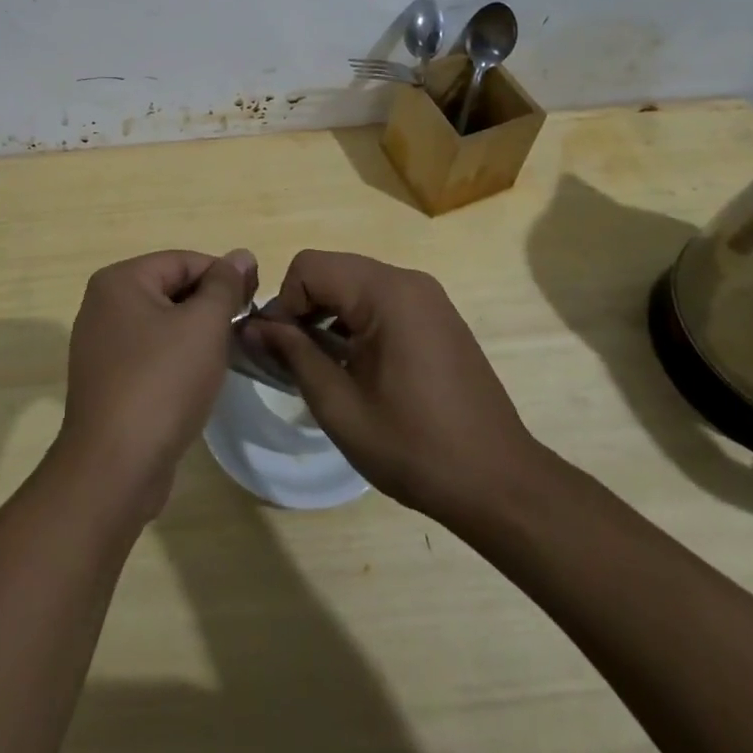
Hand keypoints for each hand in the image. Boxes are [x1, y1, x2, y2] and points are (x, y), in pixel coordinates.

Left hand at [52, 248, 257, 524]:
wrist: (115, 467)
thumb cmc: (162, 383)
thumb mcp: (204, 325)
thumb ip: (224, 286)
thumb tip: (241, 255)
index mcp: (120, 281)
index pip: (183, 261)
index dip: (224, 276)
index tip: (257, 299)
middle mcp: (103, 305)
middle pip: (170, 290)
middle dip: (210, 306)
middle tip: (246, 329)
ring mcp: (100, 345)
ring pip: (162, 325)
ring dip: (196, 334)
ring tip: (229, 354)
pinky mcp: (107, 381)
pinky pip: (150, 355)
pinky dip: (177, 360)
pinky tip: (199, 381)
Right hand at [255, 250, 549, 524]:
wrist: (500, 485)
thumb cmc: (414, 447)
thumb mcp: (339, 405)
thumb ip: (293, 354)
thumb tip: (252, 327)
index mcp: (386, 293)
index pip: (309, 267)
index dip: (284, 302)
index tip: (280, 349)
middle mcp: (408, 281)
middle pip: (332, 270)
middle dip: (304, 307)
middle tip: (295, 358)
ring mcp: (428, 297)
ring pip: (354, 283)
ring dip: (329, 314)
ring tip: (323, 365)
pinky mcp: (438, 316)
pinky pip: (381, 300)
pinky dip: (356, 320)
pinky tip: (357, 365)